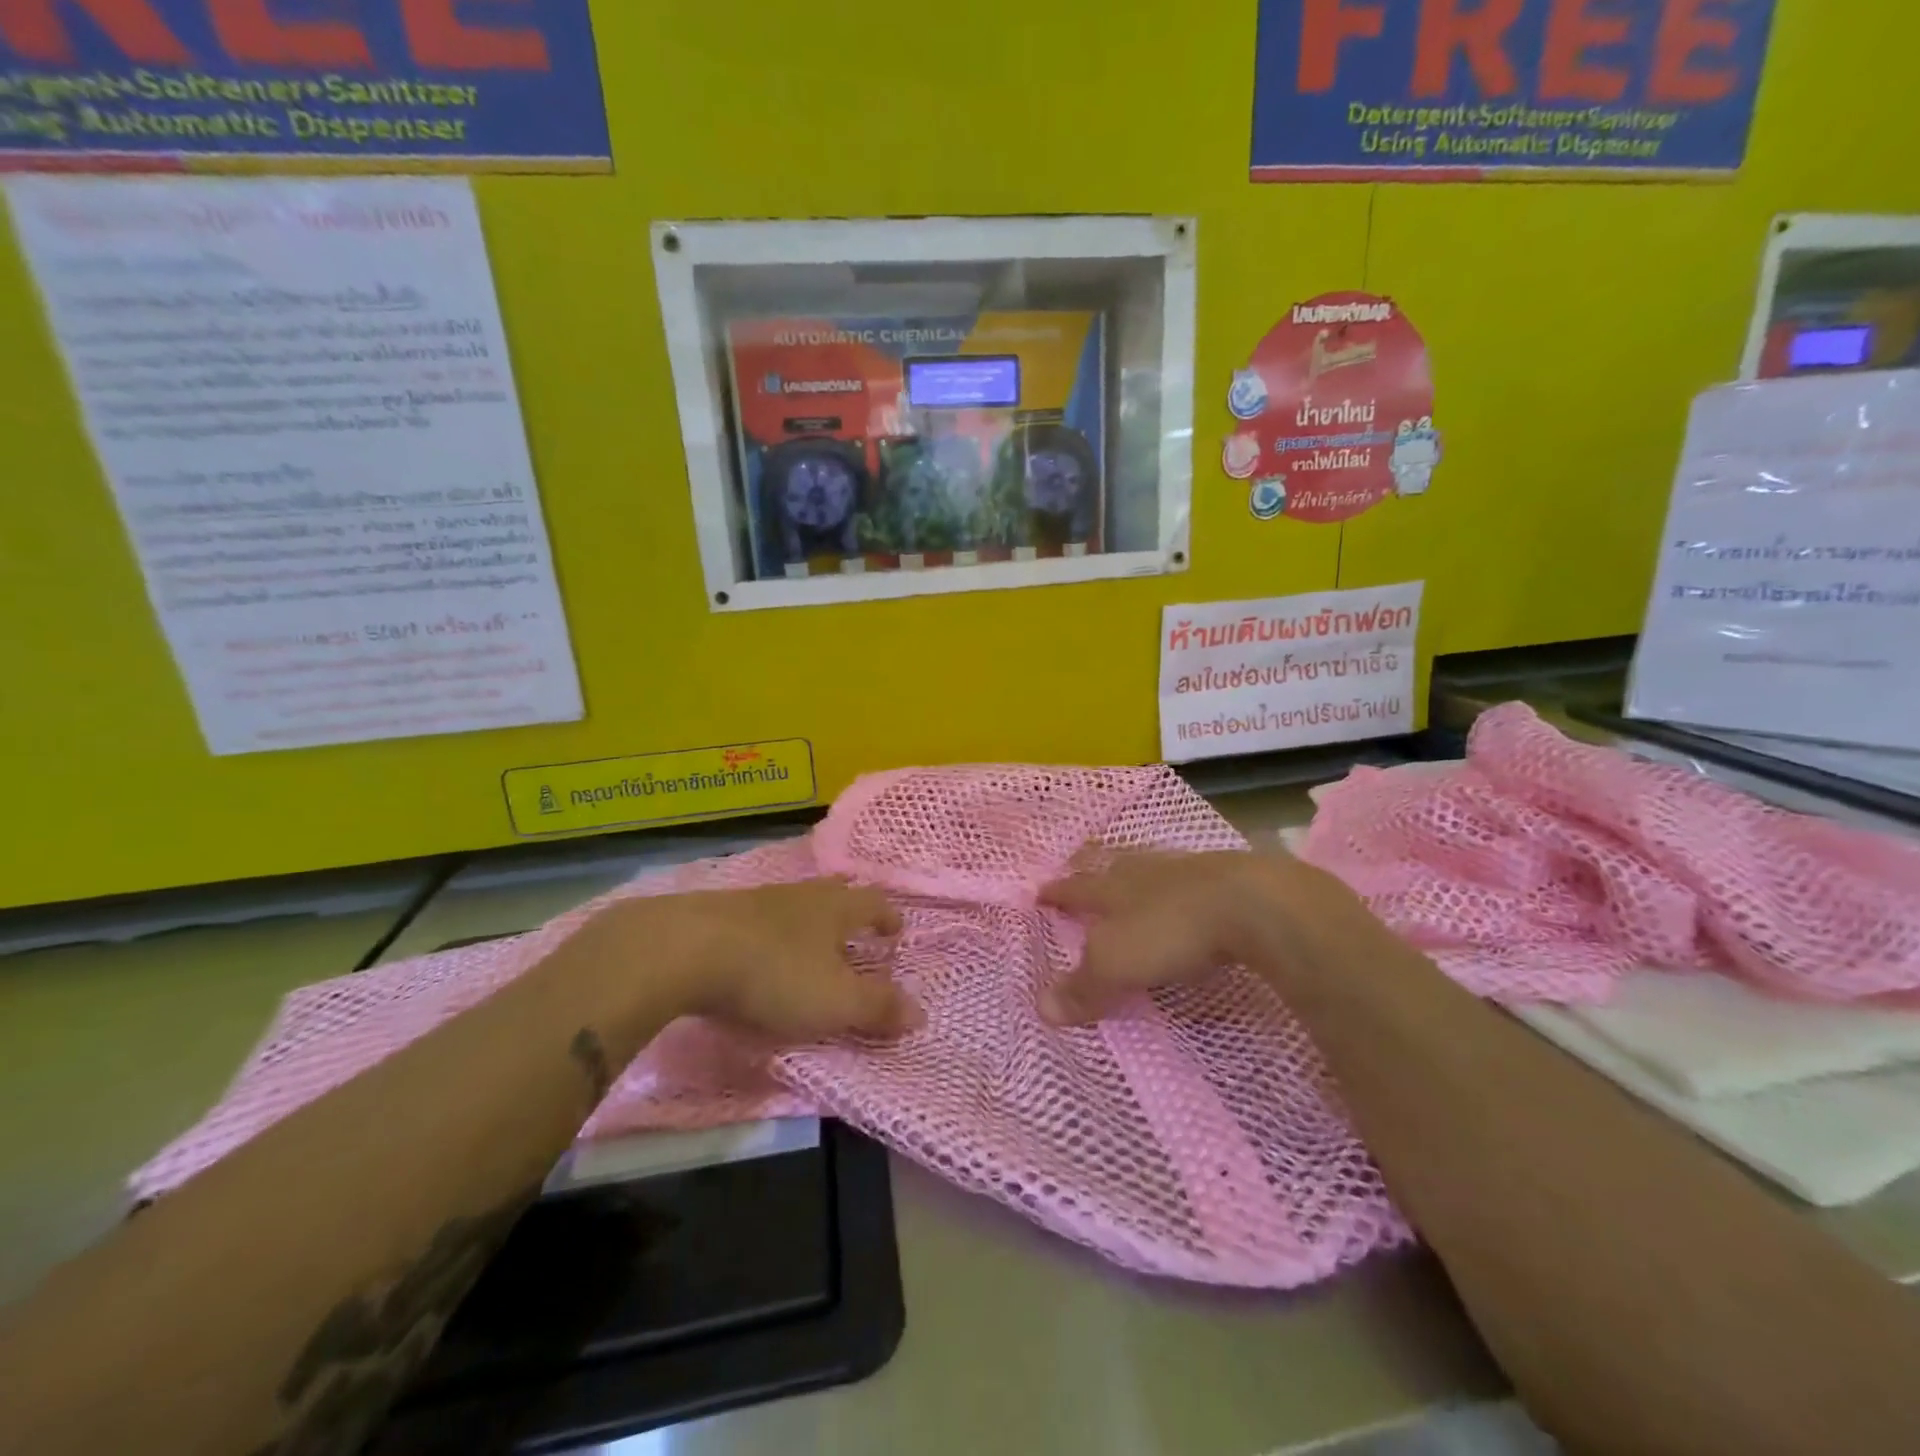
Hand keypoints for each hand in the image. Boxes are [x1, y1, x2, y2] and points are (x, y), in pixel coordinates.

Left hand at [659, 879, 922, 1042]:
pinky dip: (769, 934)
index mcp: (835, 908)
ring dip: (806, 923)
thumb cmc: (775, 975)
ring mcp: (757, 900)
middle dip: (848, 913)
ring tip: (807, 946)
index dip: (887, 917)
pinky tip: (758, 953)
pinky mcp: (718, 913)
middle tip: (854, 934)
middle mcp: (800, 895)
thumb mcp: (835, 1001)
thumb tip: (921, 1013)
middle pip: (833, 895)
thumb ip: (878, 1007)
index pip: (873, 903)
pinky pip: (757, 918)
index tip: (895, 931)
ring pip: (793, 905)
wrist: (684, 950)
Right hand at [1038, 849, 1371, 1024]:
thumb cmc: (1171, 931)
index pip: (1075, 889)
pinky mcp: (1225, 878)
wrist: (1251, 904)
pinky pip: (1190, 880)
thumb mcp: (1117, 965)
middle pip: (1112, 868)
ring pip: (1152, 869)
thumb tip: (1040, 1008)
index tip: (1039, 892)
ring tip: (1133, 882)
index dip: (1057, 893)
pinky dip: (1180, 888)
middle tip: (1083, 872)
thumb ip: (1083, 986)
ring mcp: (1186, 870)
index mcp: (1112, 887)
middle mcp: (1144, 872)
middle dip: (1095, 872)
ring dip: (1138, 877)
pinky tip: (1188, 896)